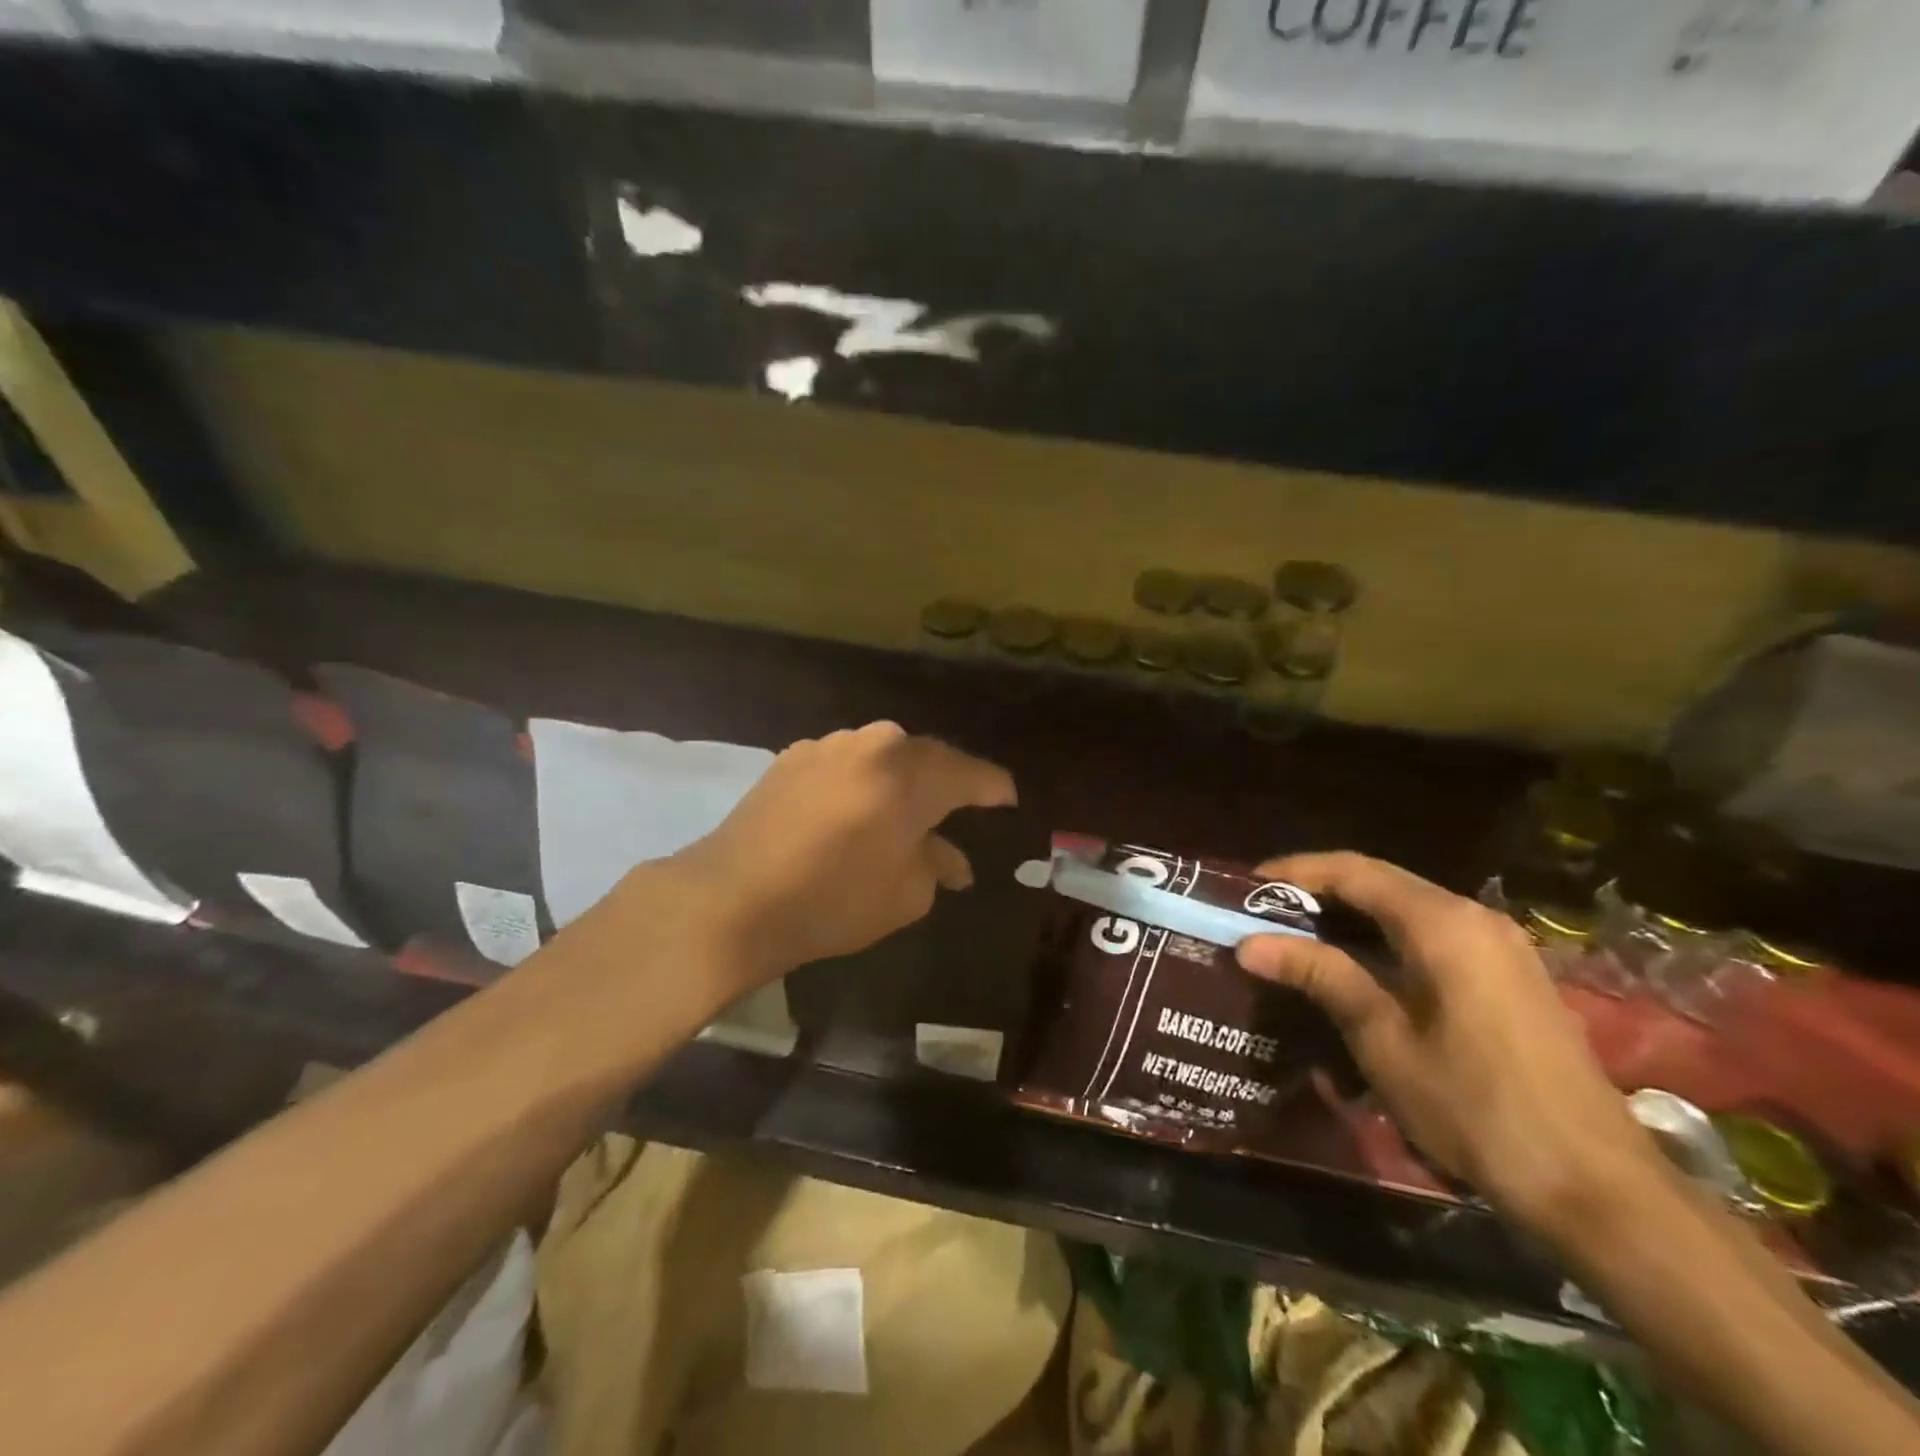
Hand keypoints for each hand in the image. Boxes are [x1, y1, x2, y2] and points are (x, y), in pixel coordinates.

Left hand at [658, 722, 1015, 988]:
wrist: (733, 898)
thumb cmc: (834, 899)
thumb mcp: (906, 894)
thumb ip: (938, 865)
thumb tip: (952, 858)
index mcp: (912, 774)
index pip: (972, 774)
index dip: (994, 788)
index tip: (1007, 800)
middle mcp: (875, 745)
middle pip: (928, 758)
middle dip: (948, 783)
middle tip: (960, 808)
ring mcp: (830, 745)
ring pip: (884, 757)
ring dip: (901, 781)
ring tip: (904, 813)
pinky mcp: (793, 756)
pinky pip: (846, 763)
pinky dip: (862, 782)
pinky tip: (855, 811)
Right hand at [1236, 852, 1656, 1231]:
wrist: (1596, 1187)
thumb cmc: (1476, 1107)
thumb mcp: (1383, 1040)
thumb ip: (1320, 976)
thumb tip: (1250, 943)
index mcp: (1442, 924)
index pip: (1354, 871)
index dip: (1295, 872)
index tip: (1247, 886)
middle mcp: (1474, 917)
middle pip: (1381, 882)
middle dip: (1319, 890)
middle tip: (1264, 911)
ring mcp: (1500, 945)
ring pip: (1407, 907)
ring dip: (1351, 914)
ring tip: (1297, 934)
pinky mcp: (1510, 974)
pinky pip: (1432, 934)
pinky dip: (1385, 937)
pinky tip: (1357, 965)